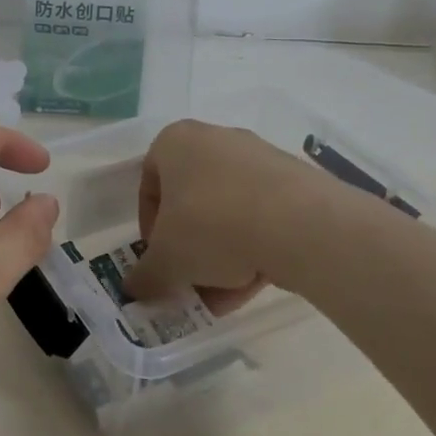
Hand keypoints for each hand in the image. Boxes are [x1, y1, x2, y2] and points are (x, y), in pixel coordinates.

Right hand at [123, 119, 328, 314]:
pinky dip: (253, 248)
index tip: (159, 259)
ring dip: (220, 256)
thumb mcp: (166, 260)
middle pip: (191, 201)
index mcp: (175, 142)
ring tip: (223, 296)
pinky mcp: (295, 182)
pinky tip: (252, 285)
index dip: (149, 228)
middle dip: (188, 247)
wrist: (300, 224)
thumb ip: (146, 276)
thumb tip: (135, 290)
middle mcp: (215, 139)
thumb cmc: (211, 225)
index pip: (149, 185)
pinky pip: (262, 216)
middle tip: (189, 280)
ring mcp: (259, 158)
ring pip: (228, 212)